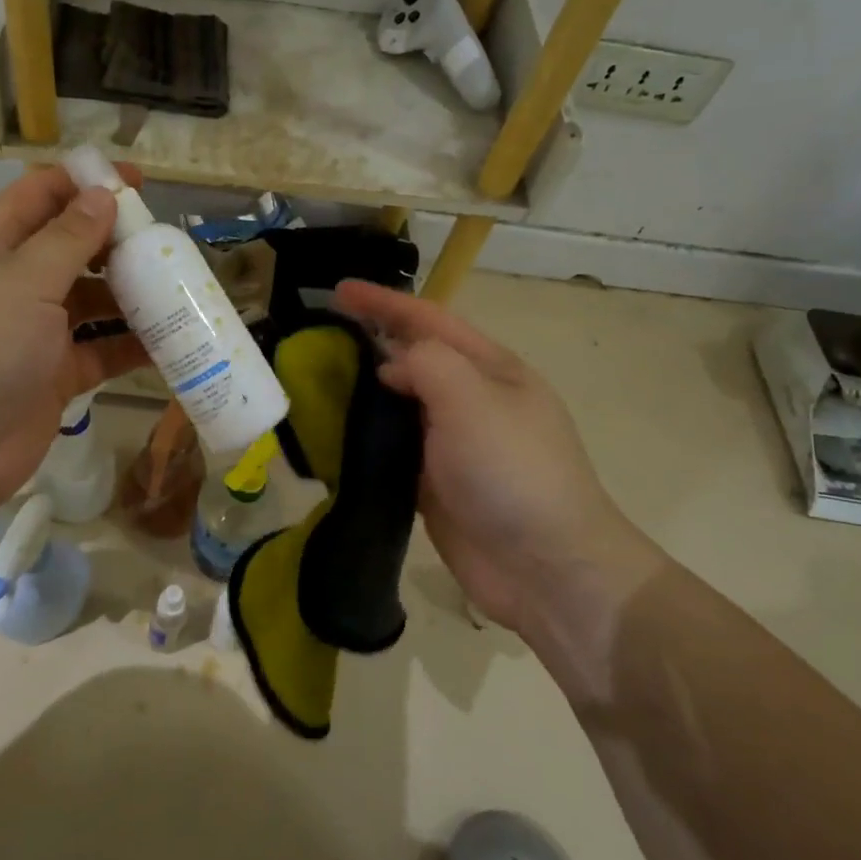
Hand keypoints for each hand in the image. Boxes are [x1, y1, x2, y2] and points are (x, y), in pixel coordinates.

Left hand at [0, 166, 149, 526]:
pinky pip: (102, 351)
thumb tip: (103, 195)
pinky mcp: (56, 377)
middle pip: (71, 249)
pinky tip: (173, 339)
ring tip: (180, 286)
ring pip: (91, 302)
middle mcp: (13, 286)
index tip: (135, 180)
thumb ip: (68, 239)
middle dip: (115, 241)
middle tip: (166, 240)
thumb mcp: (23, 281)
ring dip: (130, 294)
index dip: (82, 182)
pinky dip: (132, 345)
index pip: (37, 198)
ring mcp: (35, 335)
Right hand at [334, 280, 653, 632]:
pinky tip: (331, 440)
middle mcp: (471, 400)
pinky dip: (363, 440)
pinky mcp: (435, 484)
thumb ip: (426, 364)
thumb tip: (391, 367)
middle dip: (369, 344)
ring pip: (397, 406)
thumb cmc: (513, 472)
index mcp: (490, 369)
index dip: (384, 302)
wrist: (547, 569)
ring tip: (313, 387)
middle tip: (316, 342)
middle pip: (411, 360)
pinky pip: (391, 450)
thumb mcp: (472, 399)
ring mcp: (453, 445)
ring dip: (360, 394)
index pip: (429, 320)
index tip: (338, 291)